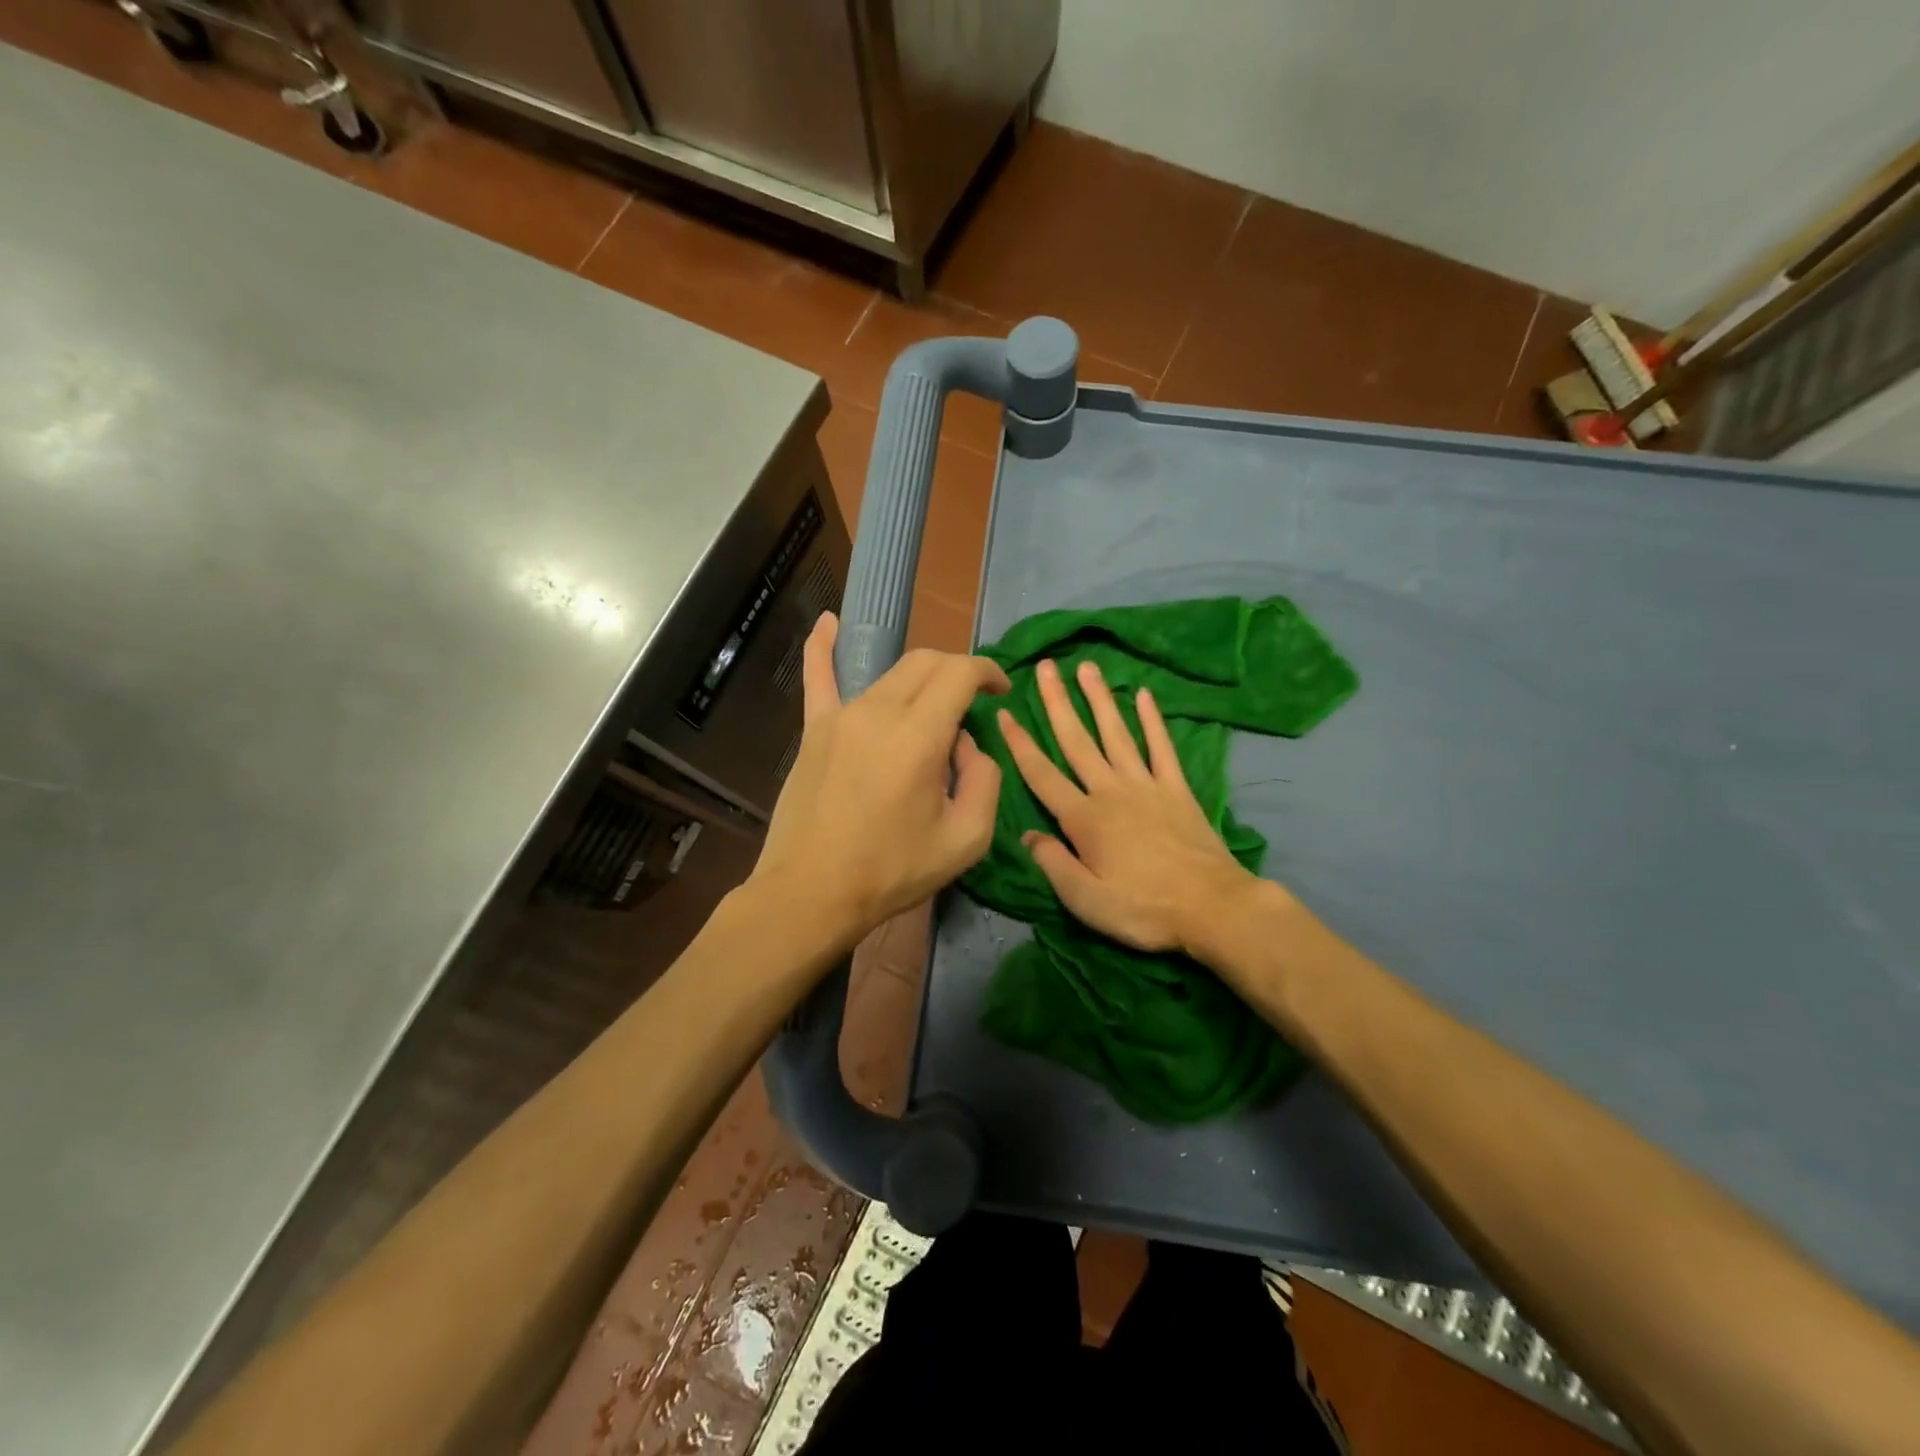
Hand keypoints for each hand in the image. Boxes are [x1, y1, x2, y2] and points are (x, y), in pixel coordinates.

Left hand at [750, 613, 1010, 948]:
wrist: (812, 892)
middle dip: (957, 673)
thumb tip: (970, 747)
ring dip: (920, 682)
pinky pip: (819, 677)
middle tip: (972, 704)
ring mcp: (841, 715)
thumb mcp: (966, 839)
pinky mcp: (814, 729)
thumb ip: (985, 780)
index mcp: (919, 735)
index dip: (988, 673)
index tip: (1000, 691)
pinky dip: (823, 646)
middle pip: (927, 663)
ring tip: (932, 714)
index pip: (960, 672)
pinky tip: (828, 621)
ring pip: (890, 674)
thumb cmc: (892, 870)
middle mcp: (879, 710)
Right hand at [998, 658, 1259, 954]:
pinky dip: (1152, 720)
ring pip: (1116, 733)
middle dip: (1058, 703)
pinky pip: (1162, 747)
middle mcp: (1110, 791)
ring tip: (1087, 667)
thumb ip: (1053, 863)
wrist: (1212, 907)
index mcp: (1083, 818)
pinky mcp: (1177, 789)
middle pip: (1077, 741)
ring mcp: (1146, 785)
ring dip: (1099, 699)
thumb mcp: (1085, 900)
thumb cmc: (1142, 909)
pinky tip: (1144, 695)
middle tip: (1046, 667)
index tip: (1005, 712)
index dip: (1020, 744)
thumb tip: (1026, 835)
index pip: (1042, 774)